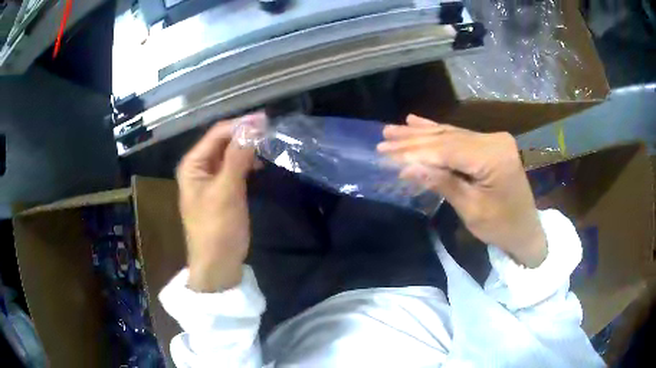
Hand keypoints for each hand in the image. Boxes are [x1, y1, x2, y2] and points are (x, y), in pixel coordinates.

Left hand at [177, 116, 259, 291]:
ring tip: (268, 144)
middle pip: (222, 142)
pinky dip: (247, 163)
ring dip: (247, 148)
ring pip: (230, 154)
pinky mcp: (221, 190)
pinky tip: (260, 163)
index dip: (240, 124)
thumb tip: (253, 126)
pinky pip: (234, 169)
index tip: (266, 120)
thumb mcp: (227, 192)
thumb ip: (238, 157)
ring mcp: (210, 179)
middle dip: (245, 135)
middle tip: (271, 130)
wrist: (217, 265)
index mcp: (193, 164)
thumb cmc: (217, 229)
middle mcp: (199, 167)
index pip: (217, 134)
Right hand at [377, 115, 546, 267]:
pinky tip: (417, 122)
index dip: (416, 152)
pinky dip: (437, 132)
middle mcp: (493, 140)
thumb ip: (442, 183)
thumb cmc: (501, 226)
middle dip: (413, 141)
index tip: (387, 154)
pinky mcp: (489, 144)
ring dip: (420, 134)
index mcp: (493, 156)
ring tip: (392, 129)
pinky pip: (459, 137)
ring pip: (450, 134)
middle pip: (447, 138)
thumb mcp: (471, 210)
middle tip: (383, 140)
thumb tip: (408, 168)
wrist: (525, 230)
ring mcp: (492, 140)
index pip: (448, 150)